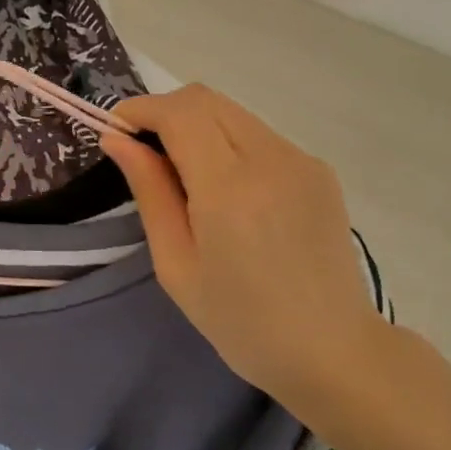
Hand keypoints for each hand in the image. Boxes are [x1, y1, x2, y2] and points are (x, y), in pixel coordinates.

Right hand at [100, 84, 390, 410]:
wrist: (332, 350)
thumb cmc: (241, 321)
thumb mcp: (176, 264)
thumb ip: (149, 192)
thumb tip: (117, 139)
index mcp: (230, 190)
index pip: (180, 112)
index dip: (141, 109)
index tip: (117, 130)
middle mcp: (271, 159)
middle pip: (206, 99)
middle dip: (165, 112)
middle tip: (144, 153)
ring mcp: (302, 160)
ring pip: (233, 112)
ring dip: (197, 126)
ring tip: (185, 177)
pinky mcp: (319, 170)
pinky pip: (259, 135)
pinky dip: (229, 144)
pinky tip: (228, 192)